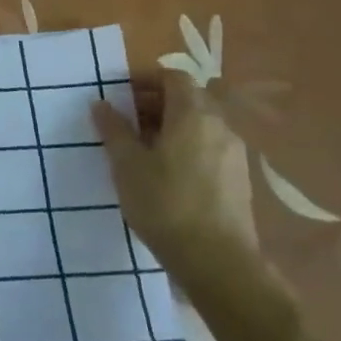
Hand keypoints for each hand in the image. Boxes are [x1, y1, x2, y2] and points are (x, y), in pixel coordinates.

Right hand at [91, 69, 256, 267]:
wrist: (218, 263)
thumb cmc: (166, 204)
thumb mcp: (127, 165)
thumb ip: (114, 130)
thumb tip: (101, 104)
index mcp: (193, 114)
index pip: (173, 77)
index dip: (146, 80)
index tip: (121, 96)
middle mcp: (220, 125)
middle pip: (189, 99)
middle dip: (156, 103)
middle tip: (127, 122)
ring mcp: (234, 154)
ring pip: (200, 125)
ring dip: (172, 127)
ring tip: (143, 150)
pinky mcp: (239, 180)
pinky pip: (209, 148)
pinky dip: (187, 148)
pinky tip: (167, 174)